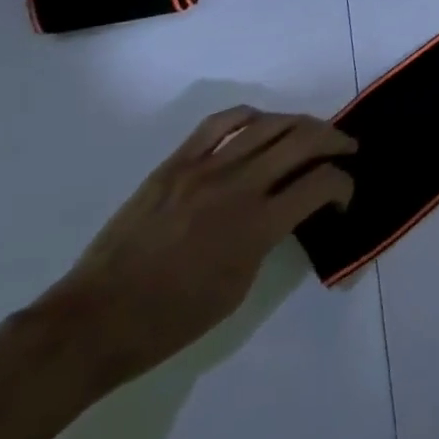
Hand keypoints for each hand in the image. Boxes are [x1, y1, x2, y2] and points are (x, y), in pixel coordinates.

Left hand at [41, 107, 353, 389]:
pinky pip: (221, 122)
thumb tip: (285, 210)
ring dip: (301, 124)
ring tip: (312, 134)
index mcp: (257, 227)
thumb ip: (269, 239)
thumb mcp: (238, 288)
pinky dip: (251, 116)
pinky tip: (261, 124)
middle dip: (335, 141)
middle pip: (303, 140)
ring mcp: (204, 168)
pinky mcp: (176, 163)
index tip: (344, 196)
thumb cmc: (170, 321)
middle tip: (345, 150)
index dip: (344, 184)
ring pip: (269, 123)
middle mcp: (238, 186)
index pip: (321, 184)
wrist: (93, 320)